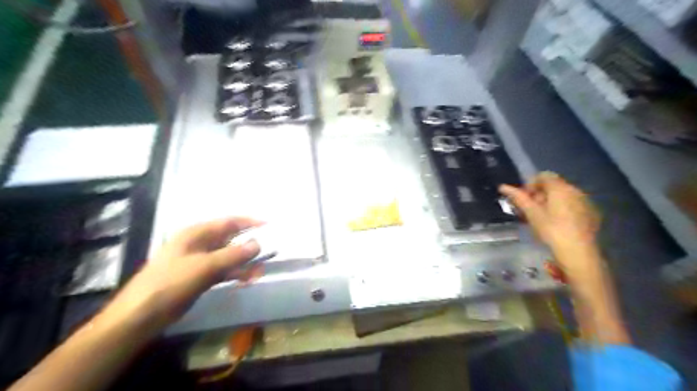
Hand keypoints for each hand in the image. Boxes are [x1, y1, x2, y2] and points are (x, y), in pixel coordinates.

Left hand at [99, 217, 257, 332]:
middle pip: (230, 238)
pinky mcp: (200, 277)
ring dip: (245, 261)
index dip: (249, 222)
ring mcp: (199, 261)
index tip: (269, 226)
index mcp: (196, 234)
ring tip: (261, 269)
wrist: (141, 315)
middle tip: (269, 250)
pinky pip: (223, 270)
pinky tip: (248, 278)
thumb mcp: (205, 266)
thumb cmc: (171, 283)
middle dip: (249, 243)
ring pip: (228, 256)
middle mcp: (199, 244)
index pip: (228, 222)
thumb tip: (258, 244)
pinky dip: (236, 272)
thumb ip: (234, 254)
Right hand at [501, 171, 599, 256]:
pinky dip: (563, 209)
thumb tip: (502, 186)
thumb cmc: (551, 229)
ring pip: (564, 195)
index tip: (525, 199)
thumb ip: (518, 197)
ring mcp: (585, 201)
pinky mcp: (591, 213)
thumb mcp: (531, 213)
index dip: (531, 184)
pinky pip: (573, 204)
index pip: (543, 175)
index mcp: (560, 188)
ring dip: (551, 202)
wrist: (578, 252)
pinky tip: (558, 224)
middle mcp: (575, 190)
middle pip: (554, 185)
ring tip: (543, 218)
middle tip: (531, 210)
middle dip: (540, 194)